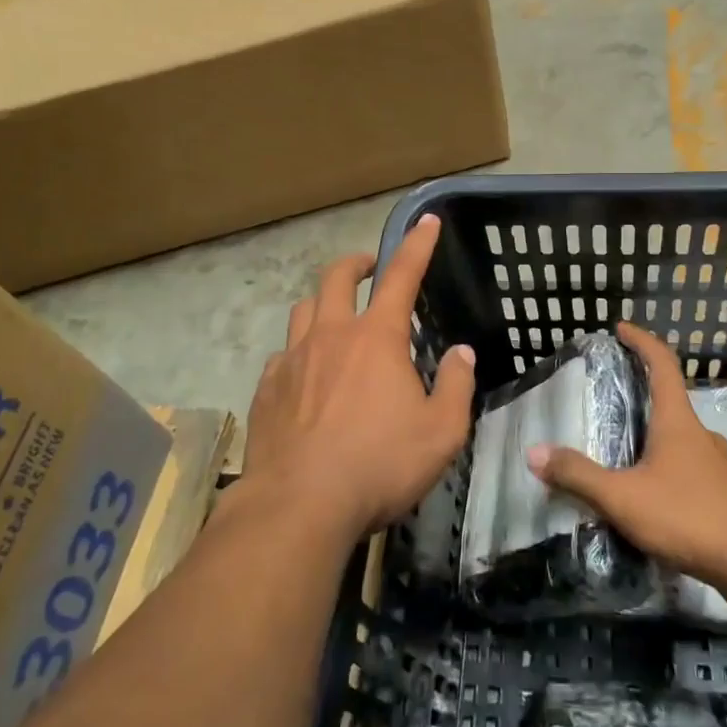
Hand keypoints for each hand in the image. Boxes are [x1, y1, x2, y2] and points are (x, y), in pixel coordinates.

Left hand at [242, 214, 475, 542]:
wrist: (298, 505)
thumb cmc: (379, 465)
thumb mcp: (441, 432)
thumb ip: (456, 385)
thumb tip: (460, 353)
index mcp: (376, 338)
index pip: (401, 275)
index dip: (417, 245)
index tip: (427, 221)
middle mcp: (330, 336)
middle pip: (336, 278)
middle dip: (356, 264)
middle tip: (369, 268)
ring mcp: (292, 360)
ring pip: (303, 310)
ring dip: (323, 303)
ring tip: (336, 318)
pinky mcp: (266, 389)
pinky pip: (283, 355)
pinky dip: (299, 352)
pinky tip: (306, 376)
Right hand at [526, 322, 726, 584]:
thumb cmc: (688, 516)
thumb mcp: (623, 497)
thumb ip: (578, 475)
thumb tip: (534, 452)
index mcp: (677, 421)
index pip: (662, 364)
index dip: (642, 342)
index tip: (621, 329)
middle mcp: (700, 434)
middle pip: (670, 400)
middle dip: (643, 393)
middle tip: (612, 399)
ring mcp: (718, 464)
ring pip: (680, 438)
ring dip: (654, 435)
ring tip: (625, 452)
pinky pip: (690, 467)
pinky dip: (667, 466)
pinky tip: (652, 494)